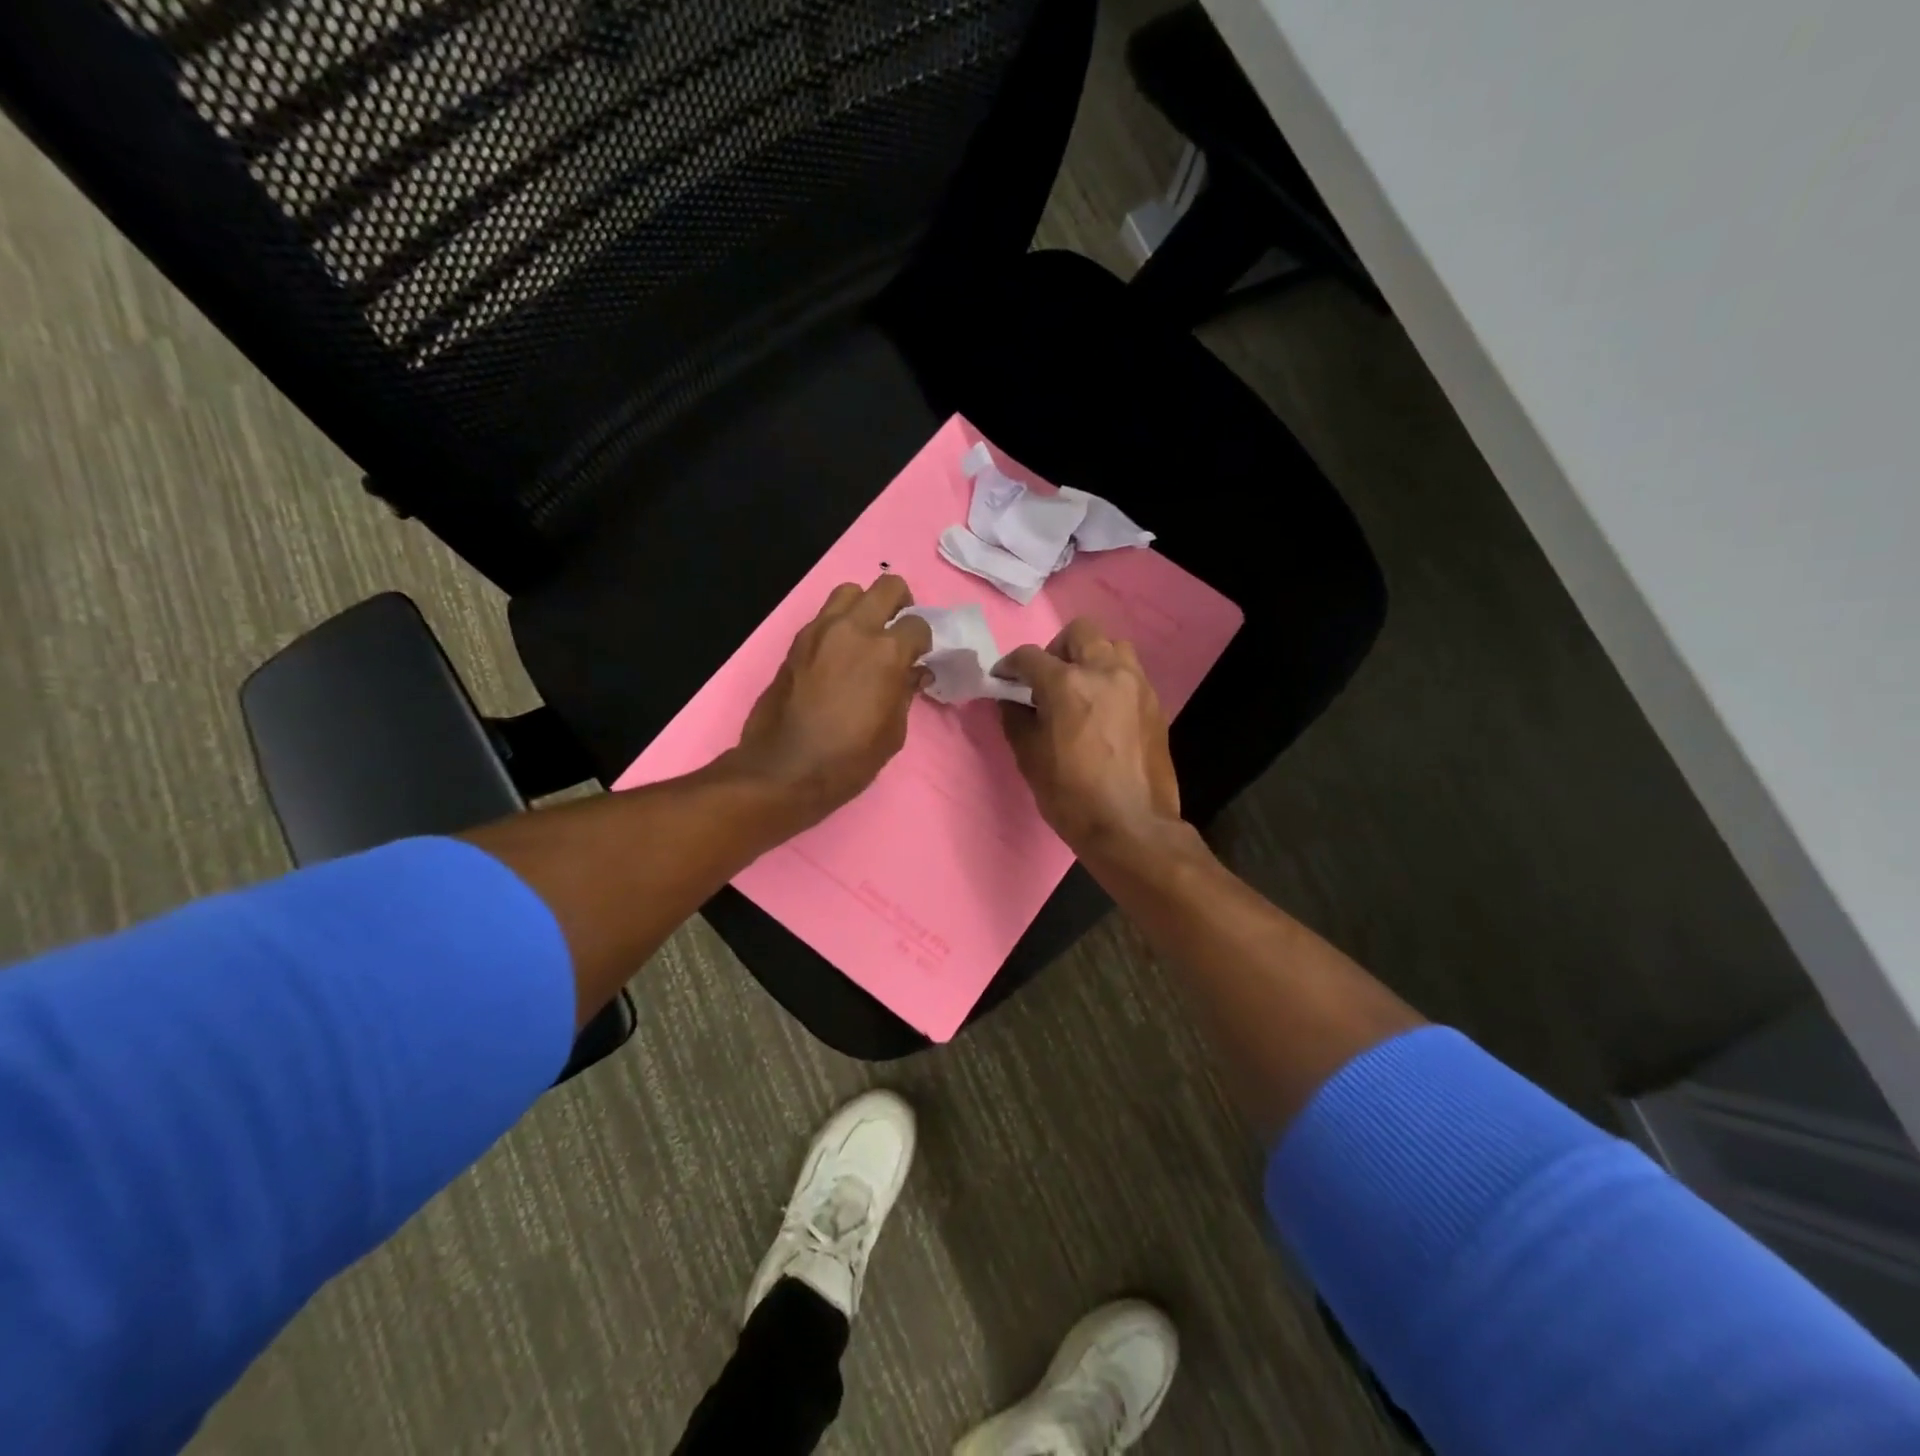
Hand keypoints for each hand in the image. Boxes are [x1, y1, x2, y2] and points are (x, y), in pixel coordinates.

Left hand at [732, 575, 932, 827]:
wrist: (784, 770)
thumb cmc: (849, 758)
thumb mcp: (893, 732)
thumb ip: (906, 692)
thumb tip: (913, 673)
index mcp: (886, 652)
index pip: (917, 624)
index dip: (923, 641)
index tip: (919, 658)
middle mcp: (854, 629)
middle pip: (887, 586)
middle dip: (901, 603)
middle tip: (899, 630)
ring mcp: (820, 630)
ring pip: (850, 591)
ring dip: (864, 606)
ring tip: (866, 634)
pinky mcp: (796, 642)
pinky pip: (824, 616)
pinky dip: (838, 624)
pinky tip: (839, 653)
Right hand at [995, 618, 1181, 855]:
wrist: (1131, 826)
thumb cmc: (1071, 796)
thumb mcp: (1029, 758)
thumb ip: (1016, 719)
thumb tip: (1011, 700)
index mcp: (1067, 684)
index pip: (1030, 657)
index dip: (1010, 666)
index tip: (1003, 679)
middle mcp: (1105, 672)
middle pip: (1079, 632)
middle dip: (1056, 649)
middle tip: (1047, 679)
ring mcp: (1135, 684)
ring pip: (1112, 645)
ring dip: (1091, 657)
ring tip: (1080, 688)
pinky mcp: (1155, 702)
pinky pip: (1130, 673)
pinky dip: (1112, 679)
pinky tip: (1103, 710)